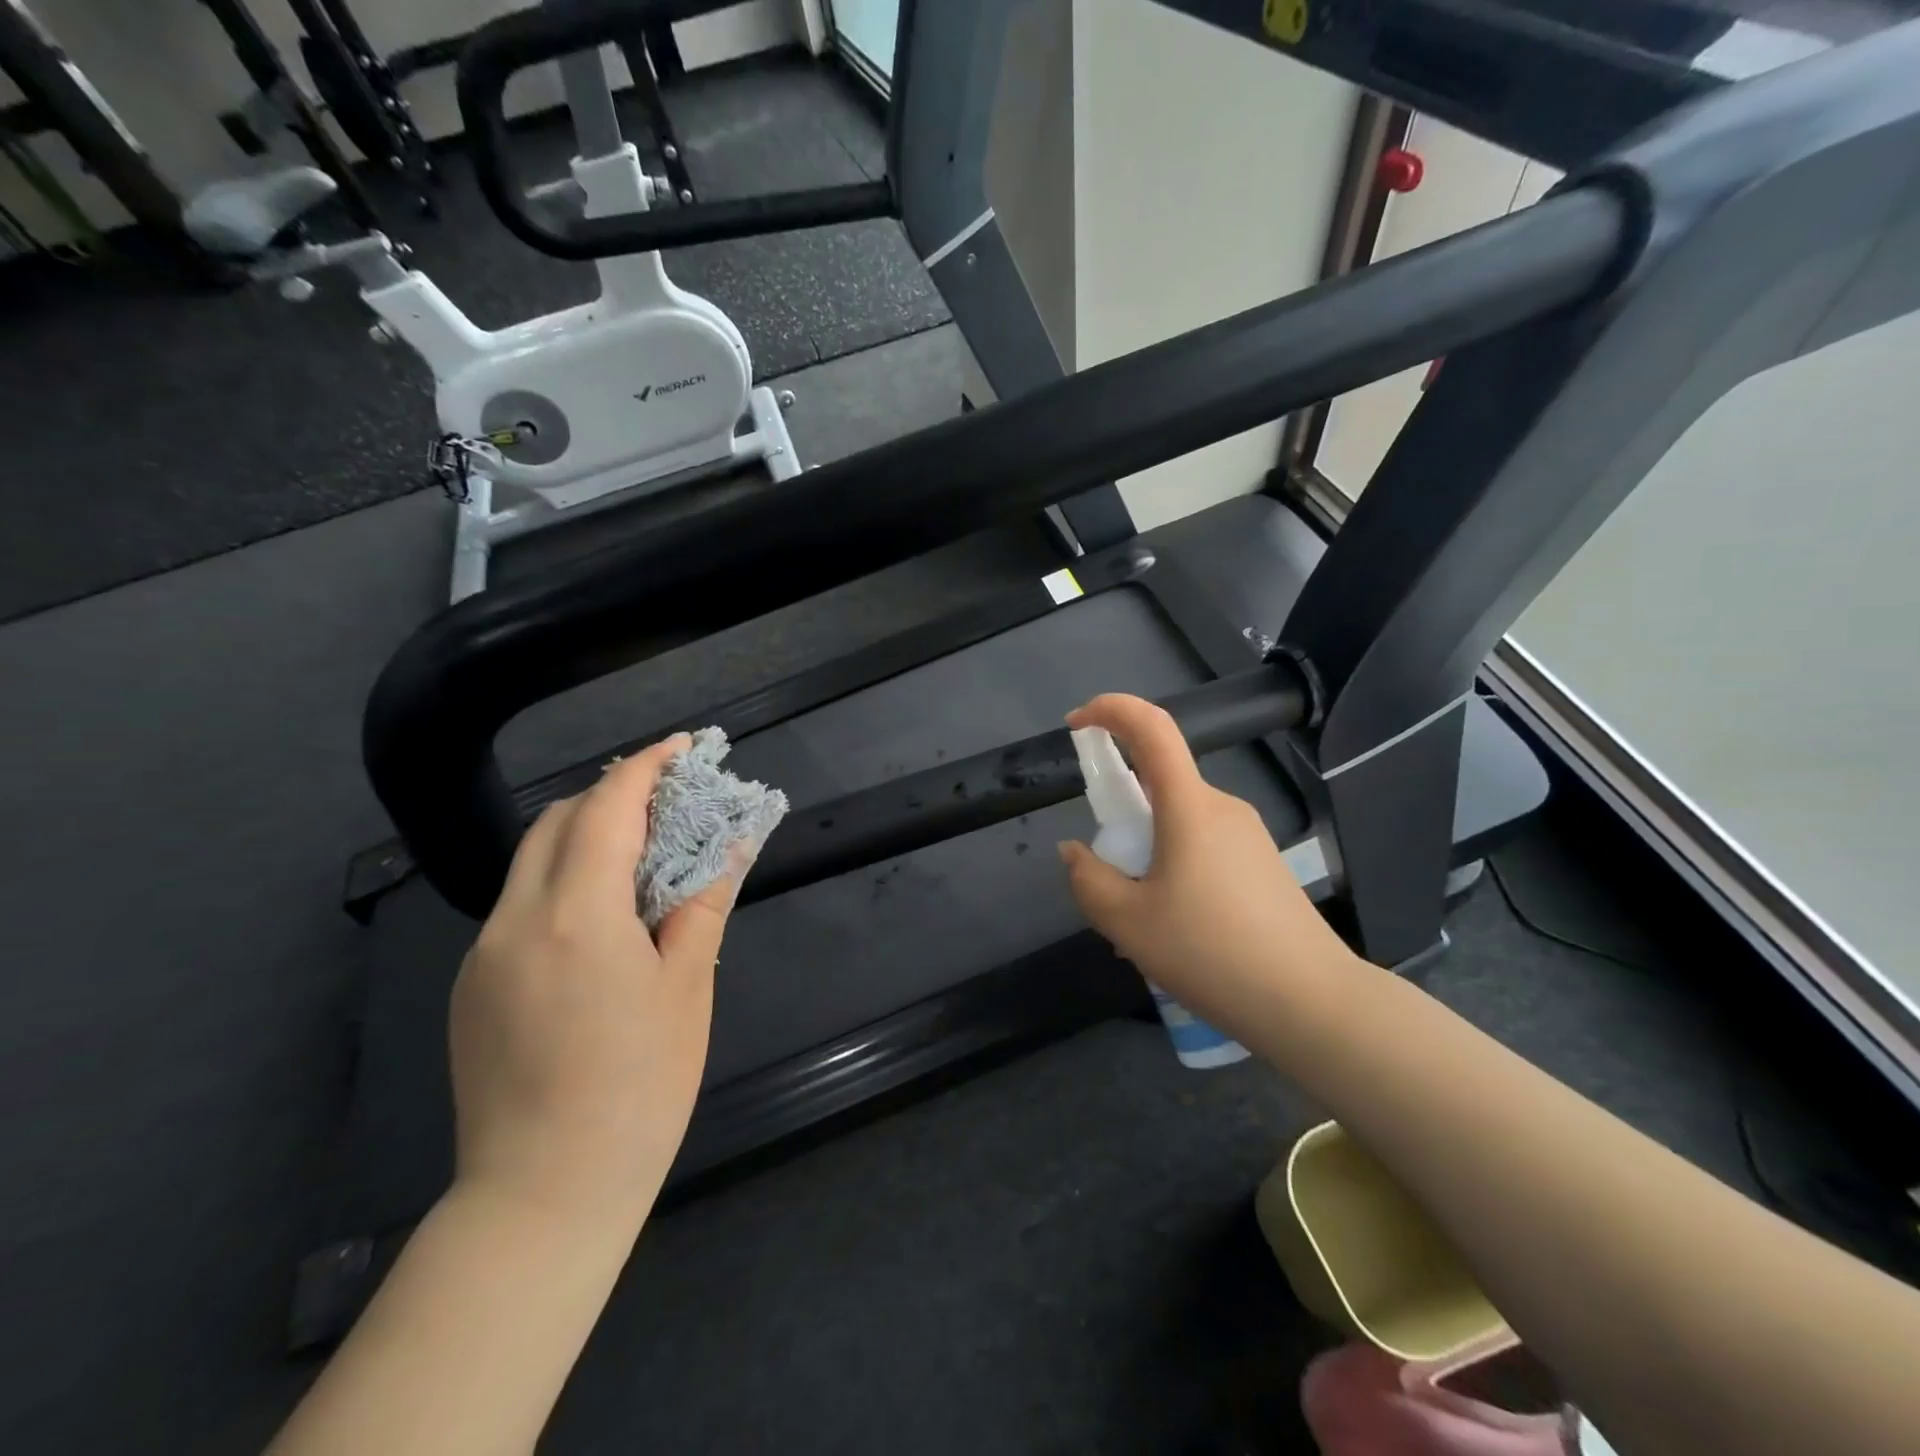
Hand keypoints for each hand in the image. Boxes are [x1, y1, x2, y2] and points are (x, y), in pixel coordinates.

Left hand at [449, 734, 743, 1232]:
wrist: (544, 1194)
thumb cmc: (640, 1086)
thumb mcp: (688, 987)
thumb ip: (702, 904)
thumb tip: (729, 847)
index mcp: (576, 915)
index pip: (606, 808)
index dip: (644, 767)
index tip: (680, 747)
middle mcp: (515, 920)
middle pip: (556, 822)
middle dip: (610, 795)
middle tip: (666, 805)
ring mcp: (482, 954)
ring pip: (531, 863)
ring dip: (583, 838)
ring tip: (639, 858)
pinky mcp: (471, 987)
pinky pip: (518, 907)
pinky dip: (561, 884)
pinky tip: (599, 924)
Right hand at [1057, 694, 1358, 1032]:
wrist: (1312, 1003)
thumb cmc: (1211, 953)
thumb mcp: (1127, 923)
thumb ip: (1087, 879)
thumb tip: (1074, 852)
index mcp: (1189, 806)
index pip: (1151, 727)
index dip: (1110, 710)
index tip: (1076, 726)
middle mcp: (1221, 807)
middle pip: (1158, 785)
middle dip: (1121, 815)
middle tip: (1107, 877)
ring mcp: (1248, 835)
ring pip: (1178, 824)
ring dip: (1147, 854)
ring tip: (1141, 924)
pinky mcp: (1262, 863)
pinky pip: (1202, 848)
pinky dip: (1173, 870)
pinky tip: (1176, 931)